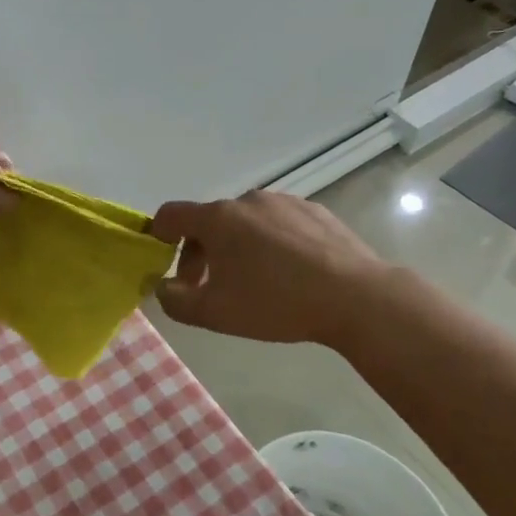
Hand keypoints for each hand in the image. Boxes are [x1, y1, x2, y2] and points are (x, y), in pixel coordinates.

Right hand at [147, 190, 384, 343]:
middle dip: (201, 252)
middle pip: (210, 222)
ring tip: (257, 282)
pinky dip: (273, 243)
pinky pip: (279, 224)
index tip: (163, 257)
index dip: (159, 234)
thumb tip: (164, 287)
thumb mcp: (215, 314)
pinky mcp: (315, 212)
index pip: (171, 214)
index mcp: (217, 219)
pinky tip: (291, 274)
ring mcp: (284, 202)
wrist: (357, 297)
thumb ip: (175, 301)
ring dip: (238, 247)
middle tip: (210, 287)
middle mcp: (247, 200)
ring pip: (246, 222)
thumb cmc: (276, 303)